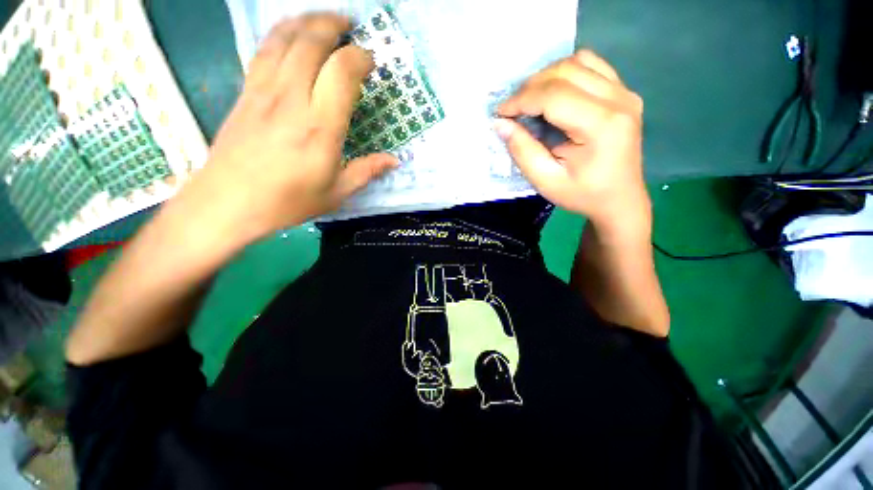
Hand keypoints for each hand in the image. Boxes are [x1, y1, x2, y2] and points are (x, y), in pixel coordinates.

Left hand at [176, 13, 397, 240]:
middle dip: (334, 25)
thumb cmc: (288, 201)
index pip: (342, 72)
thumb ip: (367, 171)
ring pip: (284, 38)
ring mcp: (264, 91)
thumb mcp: (337, 193)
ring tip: (325, 20)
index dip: (359, 58)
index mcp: (320, 127)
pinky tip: (291, 32)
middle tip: (351, 27)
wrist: (229, 203)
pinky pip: (263, 49)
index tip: (370, 63)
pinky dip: (281, 32)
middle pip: (311, 42)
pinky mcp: (246, 92)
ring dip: (307, 20)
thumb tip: (394, 160)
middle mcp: (292, 99)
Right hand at [495, 50, 649, 238]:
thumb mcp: (546, 181)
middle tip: (512, 108)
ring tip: (530, 100)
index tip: (500, 112)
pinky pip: (592, 66)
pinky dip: (567, 73)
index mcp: (601, 125)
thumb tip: (501, 123)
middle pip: (566, 71)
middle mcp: (619, 100)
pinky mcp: (624, 93)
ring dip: (547, 76)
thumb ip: (522, 151)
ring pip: (579, 62)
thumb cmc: (582, 194)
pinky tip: (554, 94)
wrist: (619, 199)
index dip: (521, 99)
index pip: (554, 95)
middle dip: (531, 86)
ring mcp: (625, 92)